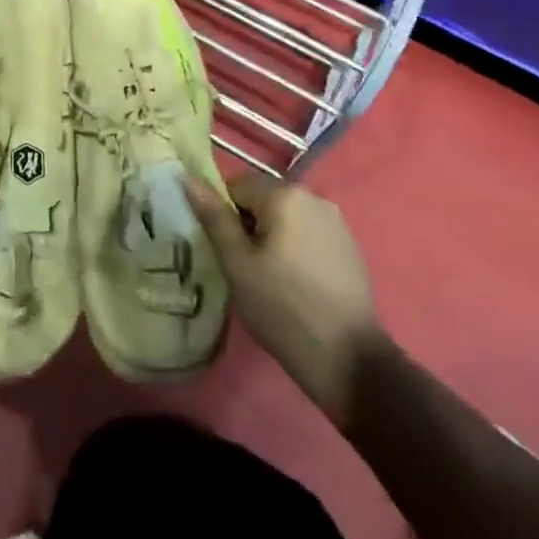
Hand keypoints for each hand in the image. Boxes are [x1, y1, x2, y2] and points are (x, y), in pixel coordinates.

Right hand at [186, 172, 380, 428]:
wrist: (350, 361)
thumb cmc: (283, 309)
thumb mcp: (237, 264)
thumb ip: (213, 216)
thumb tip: (187, 177)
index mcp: (284, 195)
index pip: (237, 185)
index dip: (224, 215)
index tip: (226, 251)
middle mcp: (313, 196)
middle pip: (263, 199)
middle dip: (249, 225)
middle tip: (244, 267)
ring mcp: (336, 221)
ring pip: (286, 216)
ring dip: (272, 236)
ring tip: (269, 278)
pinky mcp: (349, 245)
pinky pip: (308, 232)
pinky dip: (295, 247)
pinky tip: (296, 283)